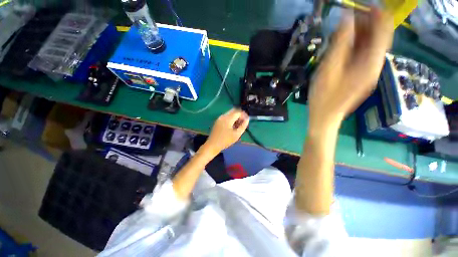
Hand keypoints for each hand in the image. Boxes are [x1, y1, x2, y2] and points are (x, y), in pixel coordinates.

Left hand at [204, 108, 248, 153]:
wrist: (212, 145)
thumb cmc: (225, 140)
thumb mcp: (237, 134)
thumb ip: (243, 126)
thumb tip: (247, 119)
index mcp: (228, 118)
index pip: (238, 112)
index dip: (244, 115)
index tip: (247, 120)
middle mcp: (223, 116)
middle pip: (234, 111)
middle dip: (240, 115)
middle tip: (243, 122)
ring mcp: (220, 118)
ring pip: (230, 114)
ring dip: (235, 117)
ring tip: (238, 126)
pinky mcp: (218, 121)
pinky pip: (226, 117)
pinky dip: (231, 119)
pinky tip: (233, 127)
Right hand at [308, 9, 393, 132]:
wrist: (324, 116)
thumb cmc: (324, 96)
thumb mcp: (329, 68)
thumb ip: (340, 43)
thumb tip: (347, 18)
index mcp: (371, 62)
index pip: (384, 29)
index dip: (375, 13)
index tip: (360, 5)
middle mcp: (374, 64)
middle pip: (378, 36)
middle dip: (365, 23)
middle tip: (346, 18)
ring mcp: (368, 71)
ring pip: (369, 46)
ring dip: (358, 34)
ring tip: (341, 31)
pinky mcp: (360, 76)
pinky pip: (362, 55)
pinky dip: (354, 46)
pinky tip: (341, 47)